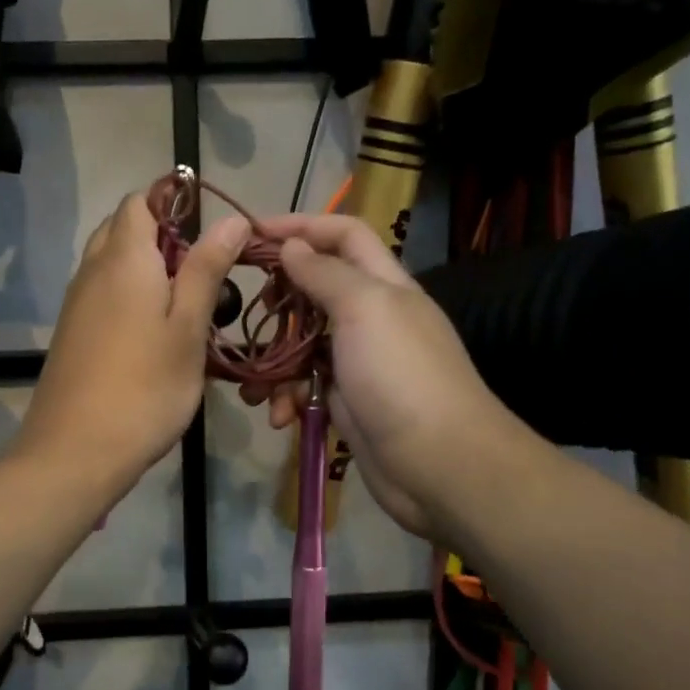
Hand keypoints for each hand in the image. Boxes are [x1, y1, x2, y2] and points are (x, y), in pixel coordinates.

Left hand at [14, 190, 248, 498]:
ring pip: (111, 263)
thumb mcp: (188, 329)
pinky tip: (152, 336)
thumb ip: (206, 270)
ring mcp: (76, 302)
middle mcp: (92, 269)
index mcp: (124, 258)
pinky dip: (128, 297)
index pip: (140, 201)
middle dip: (163, 239)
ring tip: (183, 310)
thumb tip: (230, 219)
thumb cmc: (144, 388)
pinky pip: (102, 294)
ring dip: (146, 271)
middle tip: (202, 277)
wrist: (75, 451)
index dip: (175, 205)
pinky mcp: (71, 332)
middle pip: (124, 228)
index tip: (211, 237)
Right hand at [251, 215, 526, 539]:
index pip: (343, 235)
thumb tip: (292, 245)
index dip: (301, 226)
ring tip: (254, 387)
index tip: (252, 234)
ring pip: (304, 344)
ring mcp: (358, 362)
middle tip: (254, 311)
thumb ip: (325, 273)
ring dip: (275, 362)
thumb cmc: (400, 375)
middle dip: (281, 300)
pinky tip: (282, 416)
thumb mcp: (364, 309)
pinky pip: (307, 386)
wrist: (437, 463)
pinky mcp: (347, 401)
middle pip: (317, 289)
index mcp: (383, 284)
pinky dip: (289, 398)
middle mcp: (371, 317)